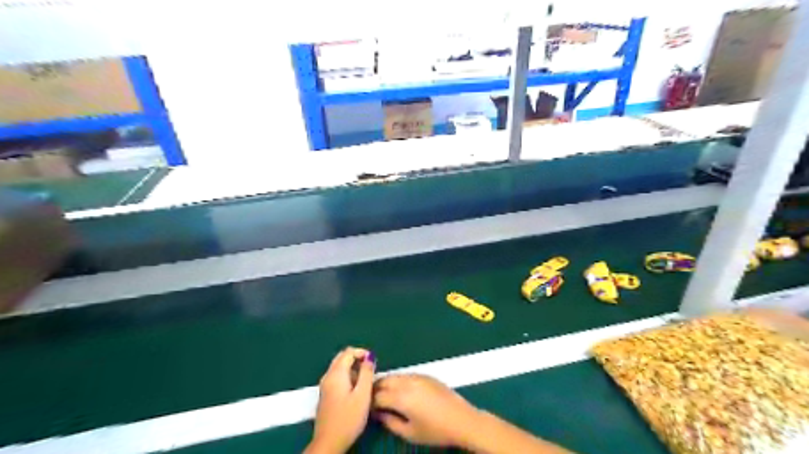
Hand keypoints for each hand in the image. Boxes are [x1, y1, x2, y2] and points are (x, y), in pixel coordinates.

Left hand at [306, 348, 376, 453]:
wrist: (329, 442)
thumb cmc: (348, 418)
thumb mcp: (363, 395)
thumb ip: (367, 373)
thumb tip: (369, 358)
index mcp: (336, 373)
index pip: (348, 352)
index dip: (362, 352)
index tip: (374, 361)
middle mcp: (328, 376)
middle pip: (342, 358)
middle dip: (357, 358)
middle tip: (370, 368)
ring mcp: (325, 385)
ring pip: (339, 367)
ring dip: (353, 368)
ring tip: (366, 380)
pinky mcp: (325, 394)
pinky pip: (337, 377)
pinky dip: (347, 376)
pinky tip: (356, 389)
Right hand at [371, 375, 478, 443]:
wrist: (461, 419)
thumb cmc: (435, 431)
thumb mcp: (409, 433)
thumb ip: (390, 422)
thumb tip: (378, 413)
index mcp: (400, 397)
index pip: (377, 395)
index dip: (369, 402)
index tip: (367, 409)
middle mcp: (406, 382)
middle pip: (384, 381)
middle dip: (375, 389)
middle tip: (372, 400)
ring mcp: (417, 376)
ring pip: (395, 376)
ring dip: (386, 383)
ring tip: (385, 395)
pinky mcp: (426, 375)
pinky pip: (406, 375)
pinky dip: (398, 381)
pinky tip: (401, 390)